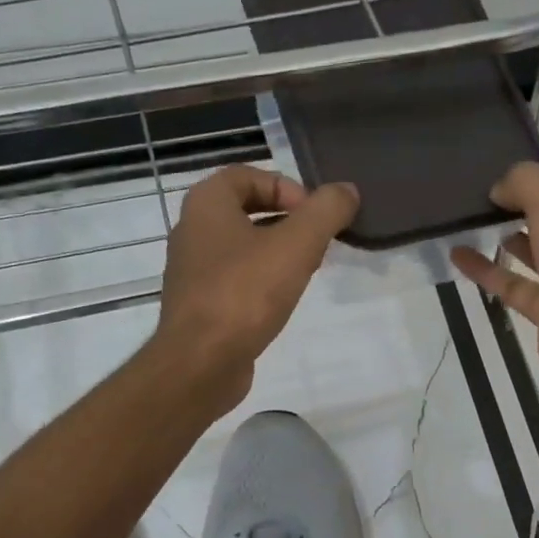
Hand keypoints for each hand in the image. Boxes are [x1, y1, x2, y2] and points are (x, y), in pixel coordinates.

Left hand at [156, 164, 358, 406]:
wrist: (201, 363)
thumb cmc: (245, 293)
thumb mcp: (297, 245)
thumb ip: (326, 211)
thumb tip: (346, 190)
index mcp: (206, 205)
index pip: (245, 174)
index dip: (284, 186)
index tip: (312, 214)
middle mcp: (192, 231)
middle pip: (244, 210)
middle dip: (286, 220)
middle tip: (316, 241)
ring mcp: (192, 271)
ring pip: (241, 247)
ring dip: (275, 251)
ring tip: (306, 270)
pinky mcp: (198, 306)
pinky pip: (234, 279)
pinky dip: (260, 281)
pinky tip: (282, 300)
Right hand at [450, 163, 538, 409]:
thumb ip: (525, 184)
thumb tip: (499, 189)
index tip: (505, 184)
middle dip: (524, 211)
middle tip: (484, 202)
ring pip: (537, 255)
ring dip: (508, 239)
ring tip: (473, 224)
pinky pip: (515, 285)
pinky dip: (488, 271)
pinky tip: (458, 255)